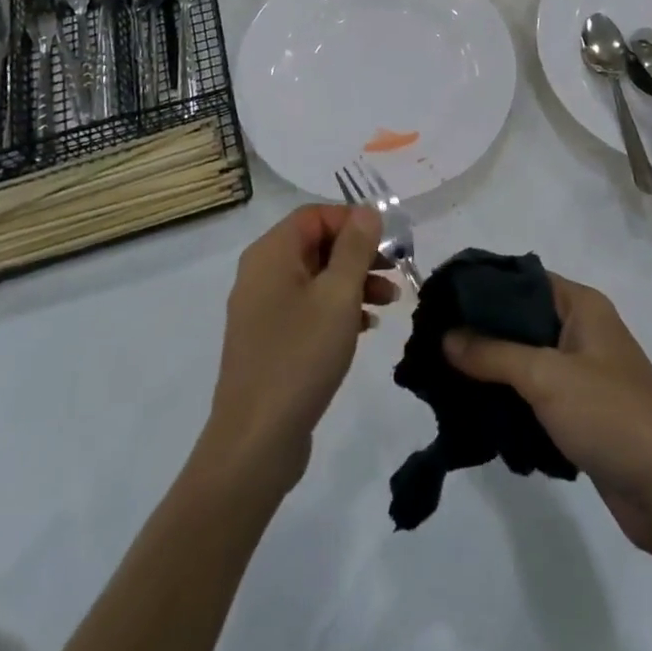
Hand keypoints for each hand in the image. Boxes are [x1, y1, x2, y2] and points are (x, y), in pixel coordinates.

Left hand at [204, 205, 397, 493]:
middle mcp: (261, 272)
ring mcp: (262, 308)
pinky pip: (307, 307)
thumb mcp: (338, 295)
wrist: (256, 440)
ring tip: (390, 301)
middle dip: (359, 253)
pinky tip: (366, 326)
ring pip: (315, 277)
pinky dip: (337, 308)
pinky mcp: (269, 340)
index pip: (315, 215)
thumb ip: (355, 247)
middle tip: (396, 270)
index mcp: (271, 253)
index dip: (353, 221)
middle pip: (316, 244)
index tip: (388, 242)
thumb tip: (366, 210)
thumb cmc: (301, 355)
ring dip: (354, 282)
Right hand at [444, 274, 651, 555]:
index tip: (438, 300)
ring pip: (523, 360)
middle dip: (479, 332)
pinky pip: (533, 394)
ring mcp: (581, 374)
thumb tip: (445, 336)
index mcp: (581, 305)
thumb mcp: (546, 376)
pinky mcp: (580, 413)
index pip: (521, 279)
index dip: (481, 286)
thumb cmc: (611, 415)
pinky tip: (473, 411)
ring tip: (442, 377)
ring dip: (490, 370)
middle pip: (519, 320)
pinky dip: (508, 400)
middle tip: (432, 343)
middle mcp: (581, 331)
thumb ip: (492, 353)